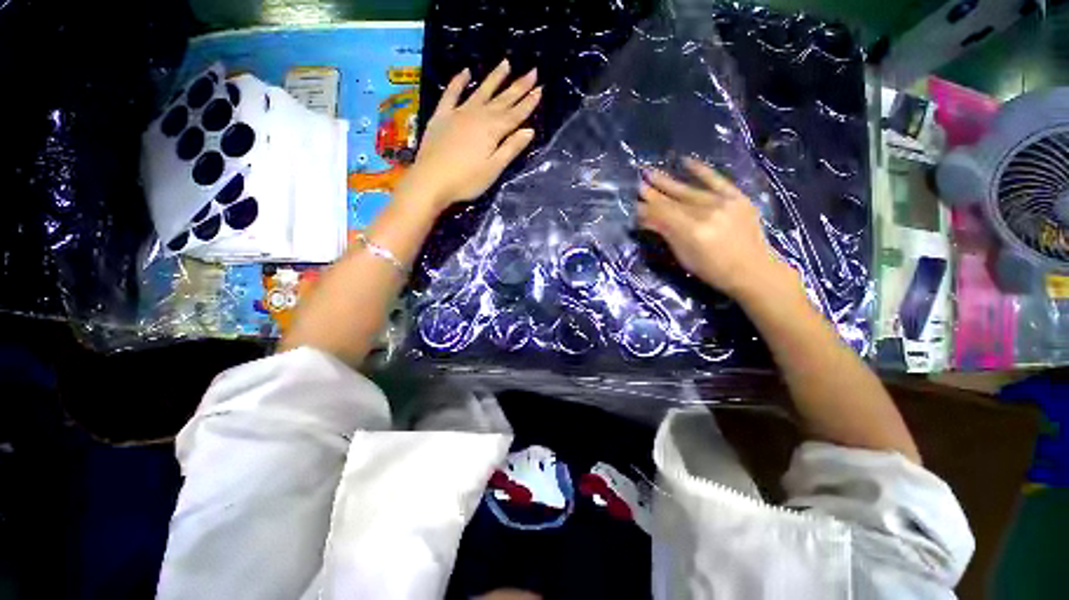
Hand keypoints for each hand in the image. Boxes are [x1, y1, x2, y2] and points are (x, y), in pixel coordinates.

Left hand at [399, 59, 541, 208]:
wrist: (431, 180)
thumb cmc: (466, 181)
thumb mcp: (493, 169)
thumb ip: (511, 148)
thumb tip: (529, 131)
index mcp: (493, 130)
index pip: (515, 114)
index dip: (528, 103)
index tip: (540, 88)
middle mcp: (478, 116)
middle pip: (502, 100)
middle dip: (518, 86)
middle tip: (532, 71)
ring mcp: (458, 113)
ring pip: (481, 91)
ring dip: (494, 78)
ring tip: (506, 63)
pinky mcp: (441, 116)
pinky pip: (451, 93)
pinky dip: (458, 82)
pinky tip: (465, 72)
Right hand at [637, 157, 799, 302]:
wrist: (752, 269)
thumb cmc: (712, 269)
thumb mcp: (684, 257)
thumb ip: (666, 234)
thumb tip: (645, 220)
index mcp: (692, 231)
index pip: (663, 214)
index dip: (647, 209)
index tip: (634, 205)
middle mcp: (706, 212)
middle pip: (673, 200)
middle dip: (653, 193)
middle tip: (638, 184)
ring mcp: (723, 202)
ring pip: (689, 190)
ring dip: (668, 182)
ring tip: (650, 173)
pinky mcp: (737, 197)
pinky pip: (716, 180)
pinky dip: (701, 170)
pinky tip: (686, 161)